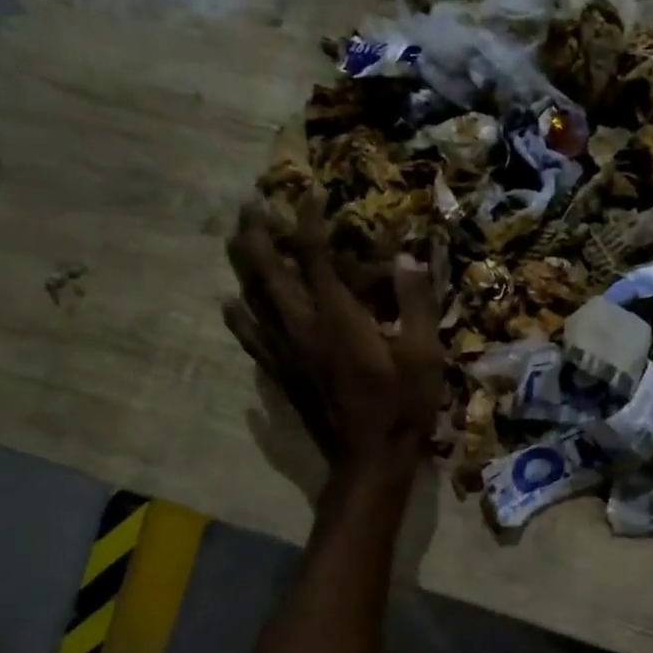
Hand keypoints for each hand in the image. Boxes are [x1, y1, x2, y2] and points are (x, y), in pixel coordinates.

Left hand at [224, 195, 444, 467]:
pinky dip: (239, 318)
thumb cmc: (402, 405)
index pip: (315, 257)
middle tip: (248, 204)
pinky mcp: (282, 374)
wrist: (369, 460)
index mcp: (338, 317)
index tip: (308, 191)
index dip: (309, 221)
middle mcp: (303, 327)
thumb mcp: (424, 352)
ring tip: (234, 239)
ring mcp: (287, 352)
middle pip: (269, 272)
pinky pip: (253, 339)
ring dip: (243, 266)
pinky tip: (229, 304)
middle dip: (258, 234)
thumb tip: (408, 254)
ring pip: (254, 300)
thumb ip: (415, 301)